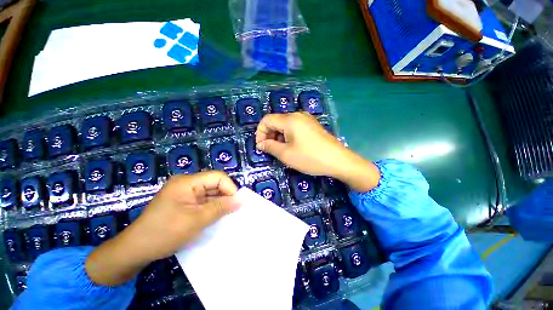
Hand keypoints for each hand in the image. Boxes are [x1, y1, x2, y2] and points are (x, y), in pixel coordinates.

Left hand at [85, 171, 238, 284]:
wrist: (135, 250)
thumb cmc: (165, 233)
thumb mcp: (197, 220)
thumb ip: (221, 208)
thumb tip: (242, 199)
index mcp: (187, 182)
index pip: (217, 177)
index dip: (230, 188)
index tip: (236, 204)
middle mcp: (187, 184)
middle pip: (215, 184)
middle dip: (225, 197)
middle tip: (233, 212)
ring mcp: (185, 193)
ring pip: (211, 193)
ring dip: (219, 204)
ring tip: (226, 216)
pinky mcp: (184, 202)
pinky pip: (204, 201)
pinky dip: (212, 208)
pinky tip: (216, 218)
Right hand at [255, 112, 379, 191]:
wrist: (338, 160)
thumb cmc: (310, 157)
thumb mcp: (286, 154)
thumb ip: (270, 147)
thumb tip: (261, 144)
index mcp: (290, 119)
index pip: (266, 120)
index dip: (260, 133)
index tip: (261, 147)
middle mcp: (298, 115)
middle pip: (276, 121)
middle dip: (269, 135)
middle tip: (270, 150)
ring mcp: (307, 120)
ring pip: (285, 125)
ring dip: (278, 136)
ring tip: (281, 150)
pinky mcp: (312, 126)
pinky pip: (295, 127)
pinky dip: (288, 136)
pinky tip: (292, 147)